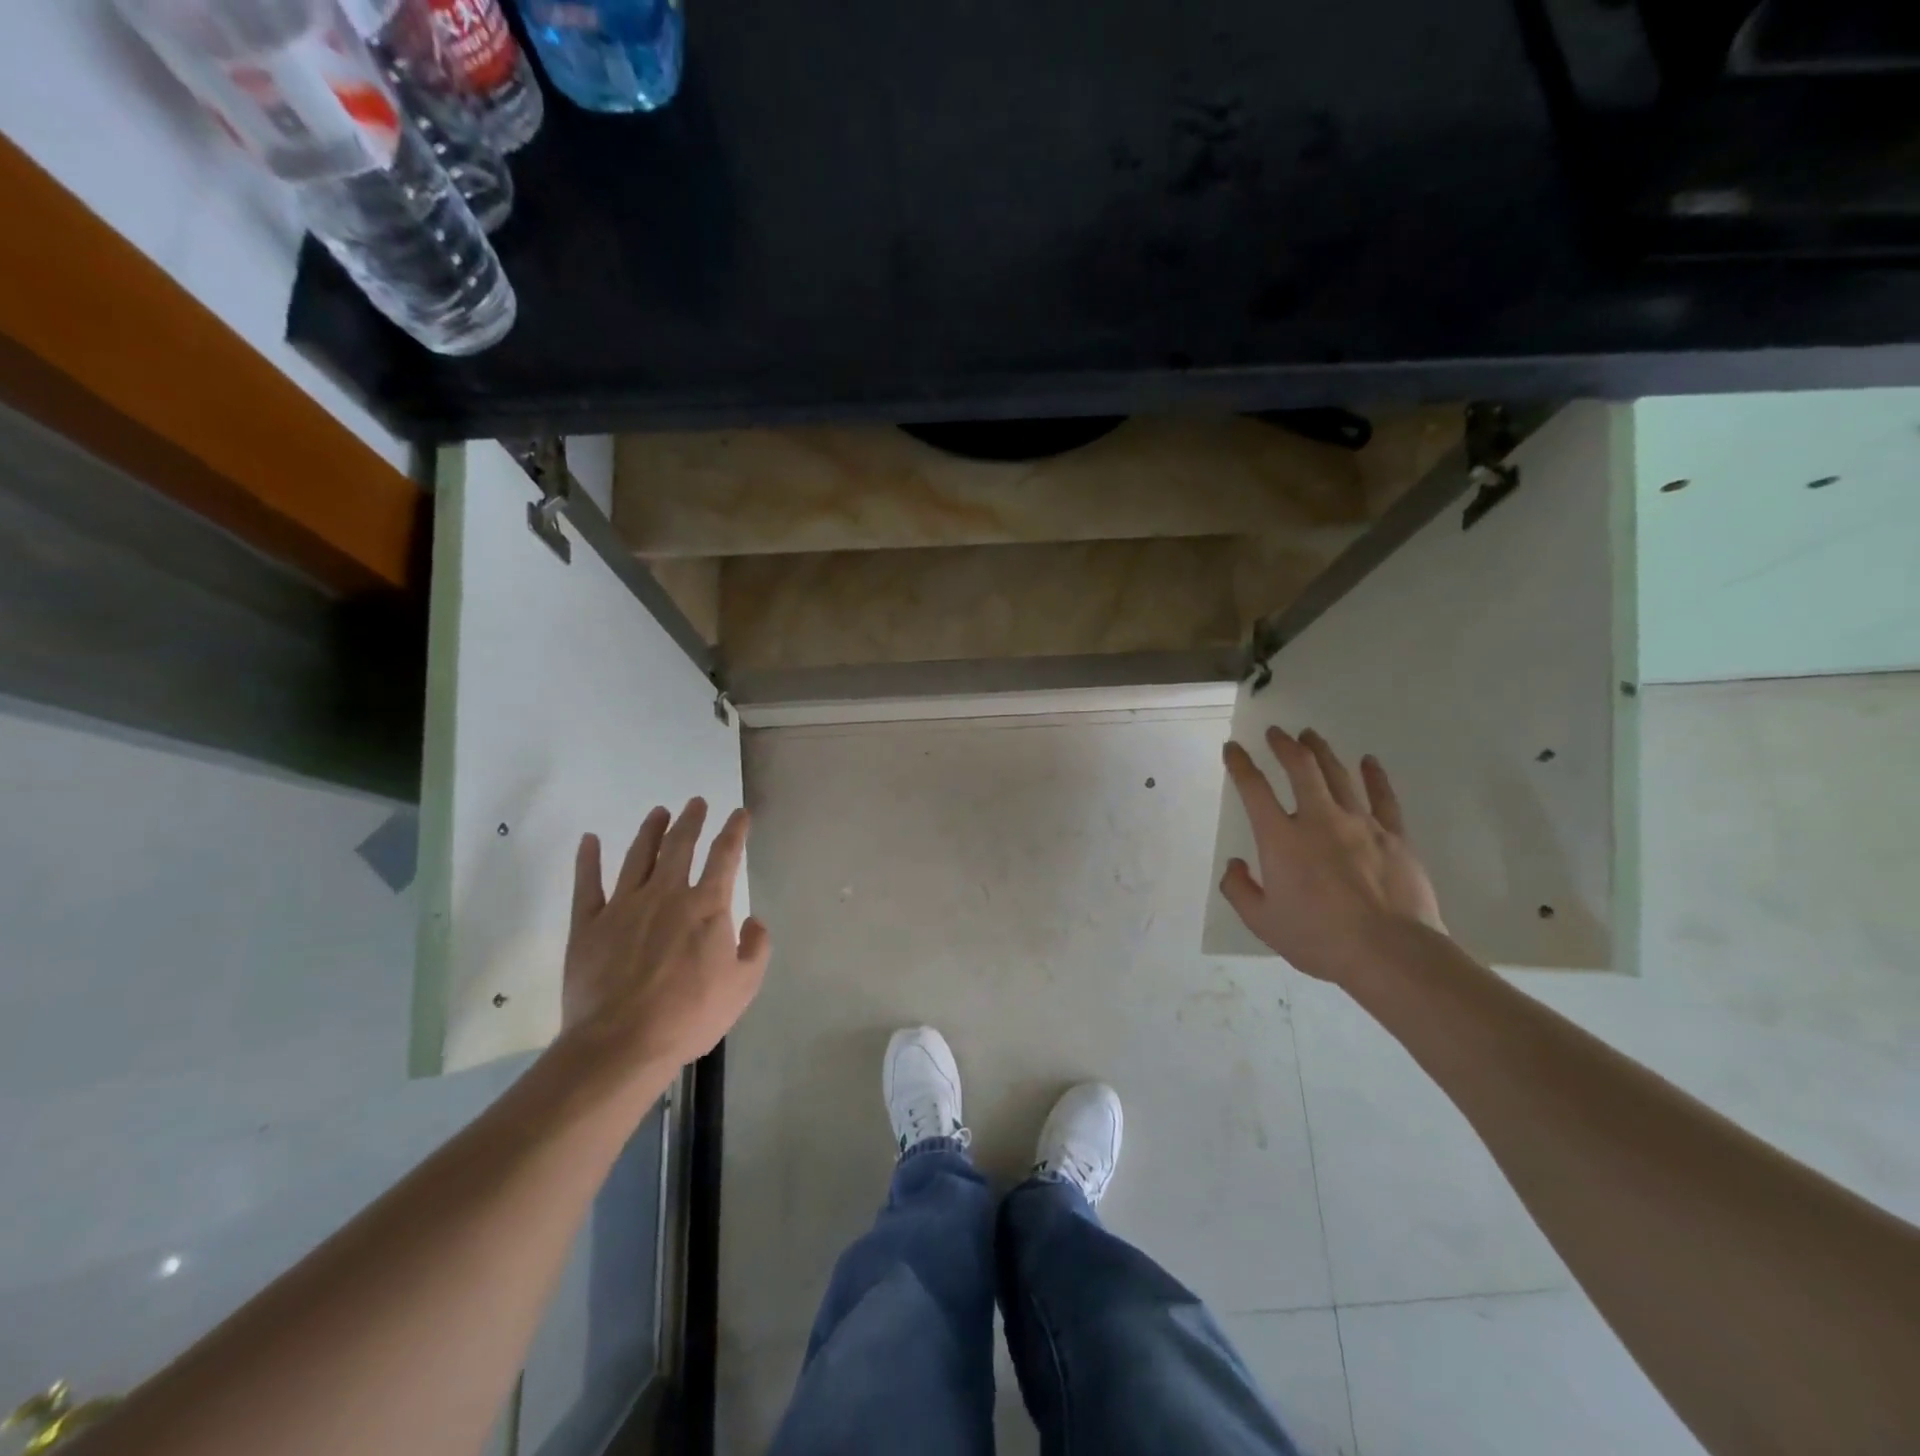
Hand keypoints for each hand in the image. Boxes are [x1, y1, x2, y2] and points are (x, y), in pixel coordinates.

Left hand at [556, 799, 770, 1086]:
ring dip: (651, 831)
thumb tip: (753, 922)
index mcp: (707, 906)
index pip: (724, 856)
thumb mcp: (743, 986)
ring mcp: (624, 906)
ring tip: (659, 812)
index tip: (739, 814)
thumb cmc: (690, 1015)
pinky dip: (588, 859)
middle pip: (680, 846)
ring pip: (638, 856)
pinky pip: (587, 883)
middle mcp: (666, 894)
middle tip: (695, 802)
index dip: (734, 831)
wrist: (622, 1043)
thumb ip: (756, 948)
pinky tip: (589, 840)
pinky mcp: (588, 924)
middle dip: (691, 820)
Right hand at [1220, 728, 1443, 984]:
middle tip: (1275, 732)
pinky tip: (1368, 761)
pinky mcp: (1393, 836)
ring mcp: (1360, 824)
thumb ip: (1240, 889)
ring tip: (1310, 735)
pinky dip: (1374, 776)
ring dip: (1321, 751)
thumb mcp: (1263, 922)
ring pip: (1338, 775)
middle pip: (1300, 769)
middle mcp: (1318, 820)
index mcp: (1281, 839)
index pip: (1253, 789)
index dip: (1240, 764)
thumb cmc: (1319, 938)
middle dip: (1284, 746)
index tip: (1233, 748)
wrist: (1390, 952)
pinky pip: (1383, 797)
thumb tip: (1235, 865)